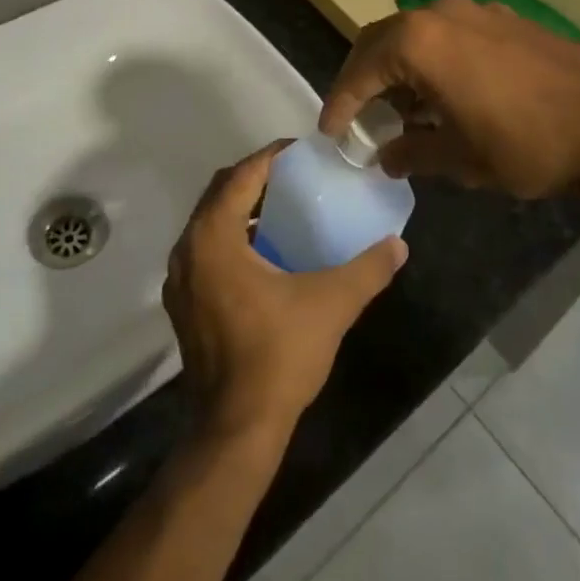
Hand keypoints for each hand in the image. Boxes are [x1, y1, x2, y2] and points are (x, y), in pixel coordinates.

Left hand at [163, 142, 407, 441]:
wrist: (236, 430)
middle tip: (295, 175)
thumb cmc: (279, 355)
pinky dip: (233, 236)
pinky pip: (206, 250)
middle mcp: (188, 251)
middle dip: (255, 177)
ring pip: (210, 222)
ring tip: (284, 207)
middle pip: (220, 193)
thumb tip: (399, 244)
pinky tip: (267, 253)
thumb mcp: (331, 304)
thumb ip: (368, 269)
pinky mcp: (184, 305)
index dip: (271, 157)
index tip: (302, 150)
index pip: (240, 176)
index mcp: (214, 238)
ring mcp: (181, 280)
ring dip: (242, 208)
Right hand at [320, 0, 579, 202]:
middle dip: (364, 76)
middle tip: (357, 113)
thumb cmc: (526, 143)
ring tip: (403, 108)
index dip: (341, 103)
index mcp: (420, 43)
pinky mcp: (502, 16)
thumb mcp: (461, 159)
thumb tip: (385, 155)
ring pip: (416, 32)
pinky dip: (432, 57)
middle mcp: (440, 13)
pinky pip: (449, 31)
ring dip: (399, 65)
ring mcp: (475, 9)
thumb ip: (412, 152)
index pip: (361, 70)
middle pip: (381, 39)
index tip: (331, 131)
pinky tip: (445, 91)